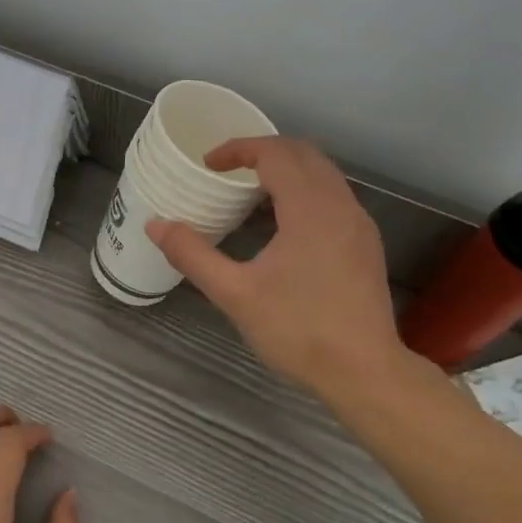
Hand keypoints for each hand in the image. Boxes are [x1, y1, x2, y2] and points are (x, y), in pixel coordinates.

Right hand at [147, 136, 413, 399]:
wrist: (365, 373)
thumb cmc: (299, 330)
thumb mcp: (235, 294)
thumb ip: (192, 255)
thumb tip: (155, 225)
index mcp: (310, 208)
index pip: (275, 153)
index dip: (239, 149)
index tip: (208, 163)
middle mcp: (340, 205)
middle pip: (304, 153)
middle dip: (263, 151)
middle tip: (228, 169)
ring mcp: (359, 224)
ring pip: (323, 173)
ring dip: (286, 169)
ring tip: (250, 193)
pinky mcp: (365, 244)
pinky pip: (333, 196)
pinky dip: (304, 190)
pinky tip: (283, 224)